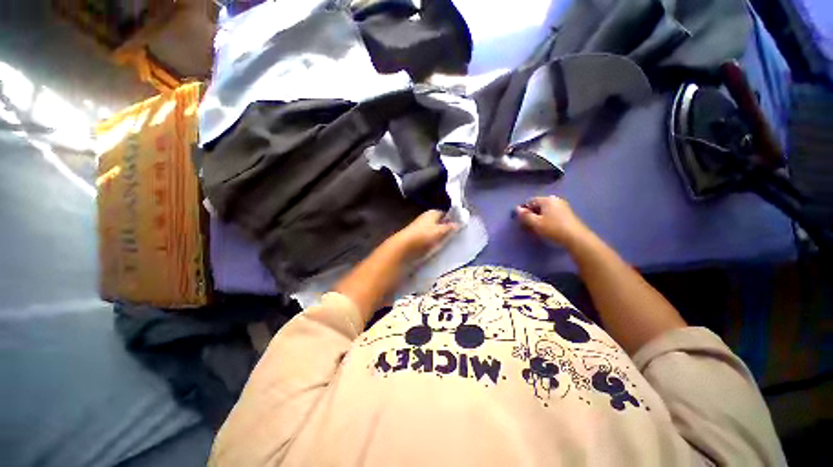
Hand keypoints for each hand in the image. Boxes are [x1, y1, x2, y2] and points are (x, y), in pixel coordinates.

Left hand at [390, 210, 457, 260]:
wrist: (404, 248)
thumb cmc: (424, 236)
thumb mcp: (440, 231)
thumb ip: (450, 227)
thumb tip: (458, 224)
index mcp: (432, 213)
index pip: (444, 213)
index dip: (451, 219)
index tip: (459, 227)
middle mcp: (425, 219)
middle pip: (439, 223)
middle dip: (446, 229)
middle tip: (455, 237)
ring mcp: (420, 229)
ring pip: (434, 232)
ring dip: (439, 237)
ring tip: (447, 244)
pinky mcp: (416, 239)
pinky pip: (428, 240)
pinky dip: (433, 243)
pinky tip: (437, 249)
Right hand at [515, 196, 590, 246]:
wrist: (576, 238)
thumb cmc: (553, 228)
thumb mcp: (536, 223)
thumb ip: (525, 215)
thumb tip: (517, 209)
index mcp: (547, 200)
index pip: (530, 201)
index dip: (524, 210)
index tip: (521, 220)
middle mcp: (555, 200)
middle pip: (538, 205)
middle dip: (531, 214)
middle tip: (528, 225)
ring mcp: (562, 206)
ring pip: (545, 210)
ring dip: (538, 217)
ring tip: (536, 227)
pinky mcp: (567, 214)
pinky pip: (551, 213)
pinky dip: (546, 219)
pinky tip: (546, 227)